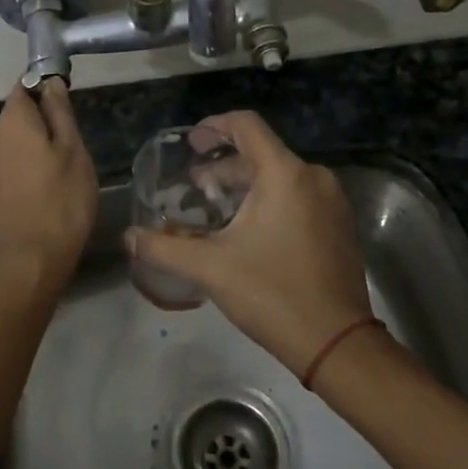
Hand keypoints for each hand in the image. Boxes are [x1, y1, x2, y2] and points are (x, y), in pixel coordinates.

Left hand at [0, 81, 97, 299]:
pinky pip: (15, 164)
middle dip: (45, 119)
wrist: (28, 262)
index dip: (47, 87)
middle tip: (76, 140)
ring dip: (40, 145)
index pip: (25, 85)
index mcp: (11, 120)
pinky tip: (51, 186)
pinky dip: (32, 166)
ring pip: (18, 141)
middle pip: (20, 114)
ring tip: (68, 166)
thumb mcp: (72, 149)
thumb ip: (60, 112)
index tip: (70, 102)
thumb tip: (50, 82)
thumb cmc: (60, 199)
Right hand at [125, 111, 371, 374]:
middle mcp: (313, 176)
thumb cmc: (271, 294)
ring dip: (245, 184)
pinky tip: (249, 230)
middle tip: (195, 188)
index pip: (246, 125)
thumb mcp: (210, 268)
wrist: (337, 343)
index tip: (191, 145)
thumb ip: (163, 248)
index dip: (214, 125)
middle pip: (261, 152)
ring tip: (216, 211)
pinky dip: (270, 199)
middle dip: (224, 165)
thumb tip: (128, 238)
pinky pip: (298, 194)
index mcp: (284, 174)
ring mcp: (332, 200)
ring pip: (280, 175)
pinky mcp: (339, 223)